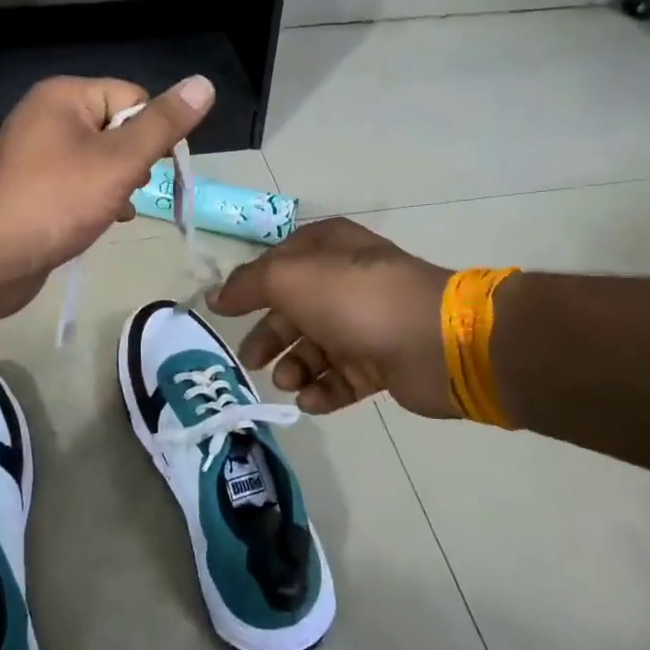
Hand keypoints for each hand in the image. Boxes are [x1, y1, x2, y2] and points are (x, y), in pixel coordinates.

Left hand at [0, 74, 214, 296]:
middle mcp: (46, 113)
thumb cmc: (57, 202)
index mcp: (64, 95)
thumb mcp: (120, 161)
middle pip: (117, 126)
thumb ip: (163, 124)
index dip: (151, 133)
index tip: (149, 170)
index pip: (133, 97)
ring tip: (115, 209)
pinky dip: (96, 196)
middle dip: (134, 160)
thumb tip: (203, 83)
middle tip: (128, 189)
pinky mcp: (32, 182)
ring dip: (118, 182)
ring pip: (101, 156)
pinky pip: (79, 178)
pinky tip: (104, 220)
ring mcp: (35, 150)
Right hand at [208, 217, 456, 418]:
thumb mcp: (290, 279)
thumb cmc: (355, 299)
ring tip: (288, 382)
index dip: (250, 287)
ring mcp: (366, 322)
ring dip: (295, 366)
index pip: (277, 263)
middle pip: (294, 309)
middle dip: (270, 336)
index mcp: (327, 249)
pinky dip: (324, 390)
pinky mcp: (382, 361)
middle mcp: (345, 281)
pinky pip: (343, 377)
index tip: (224, 314)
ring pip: (316, 346)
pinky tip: (313, 400)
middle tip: (250, 361)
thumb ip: (248, 285)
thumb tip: (215, 296)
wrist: (434, 342)